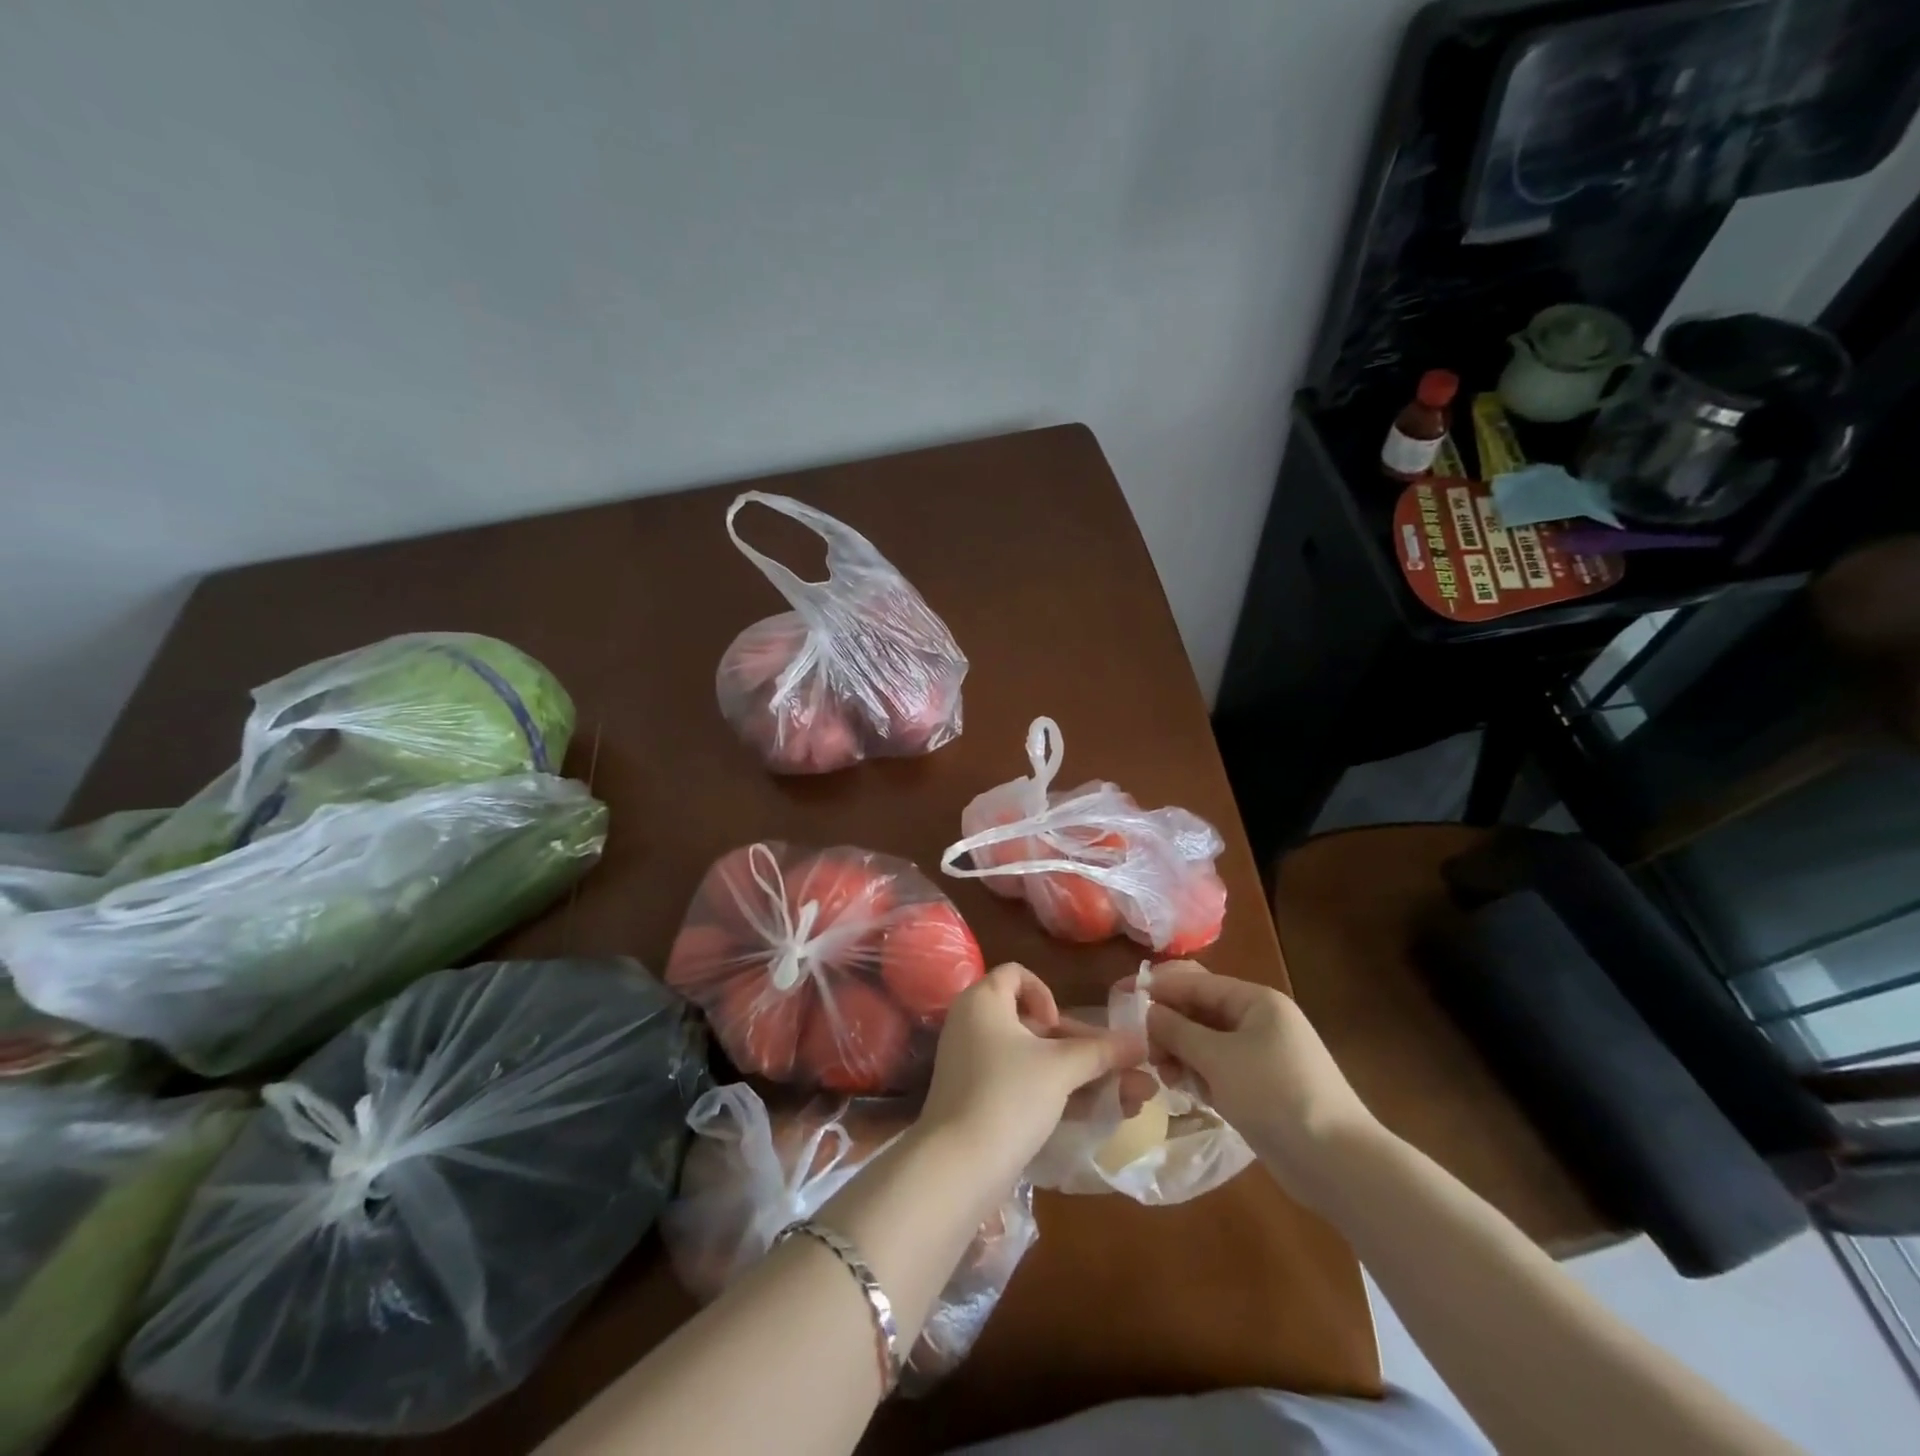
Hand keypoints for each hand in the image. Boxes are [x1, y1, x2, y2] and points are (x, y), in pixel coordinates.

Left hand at [919, 964, 1146, 1186]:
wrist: (957, 1167)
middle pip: (1034, 1023)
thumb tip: (1141, 1042)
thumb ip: (1102, 1052)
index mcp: (983, 1001)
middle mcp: (973, 1025)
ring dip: (1082, 1075)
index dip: (1045, 993)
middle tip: (1124, 1069)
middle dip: (1085, 1047)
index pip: (1016, 974)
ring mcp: (974, 1066)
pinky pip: (1023, 1085)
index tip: (1058, 1026)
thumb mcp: (1060, 1068)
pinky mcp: (979, 1101)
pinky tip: (1100, 1115)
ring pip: (1035, 1060)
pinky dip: (1058, 1094)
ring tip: (1134, 1098)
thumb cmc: (1008, 1095)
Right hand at [1145, 961, 1380, 1206]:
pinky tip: (1182, 1090)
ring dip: (1181, 1054)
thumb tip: (1148, 1011)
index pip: (1197, 982)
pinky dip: (1200, 1075)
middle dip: (1169, 1026)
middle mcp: (1259, 1021)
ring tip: (1161, 1074)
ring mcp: (1263, 1056)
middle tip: (1140, 1047)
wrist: (1338, 1163)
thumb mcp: (1218, 1058)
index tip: (1122, 997)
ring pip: (1207, 1043)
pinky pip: (1220, 1069)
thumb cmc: (1275, 1095)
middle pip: (1201, 1012)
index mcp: (1256, 1001)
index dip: (1160, 988)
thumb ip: (1177, 1031)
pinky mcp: (1262, 1088)